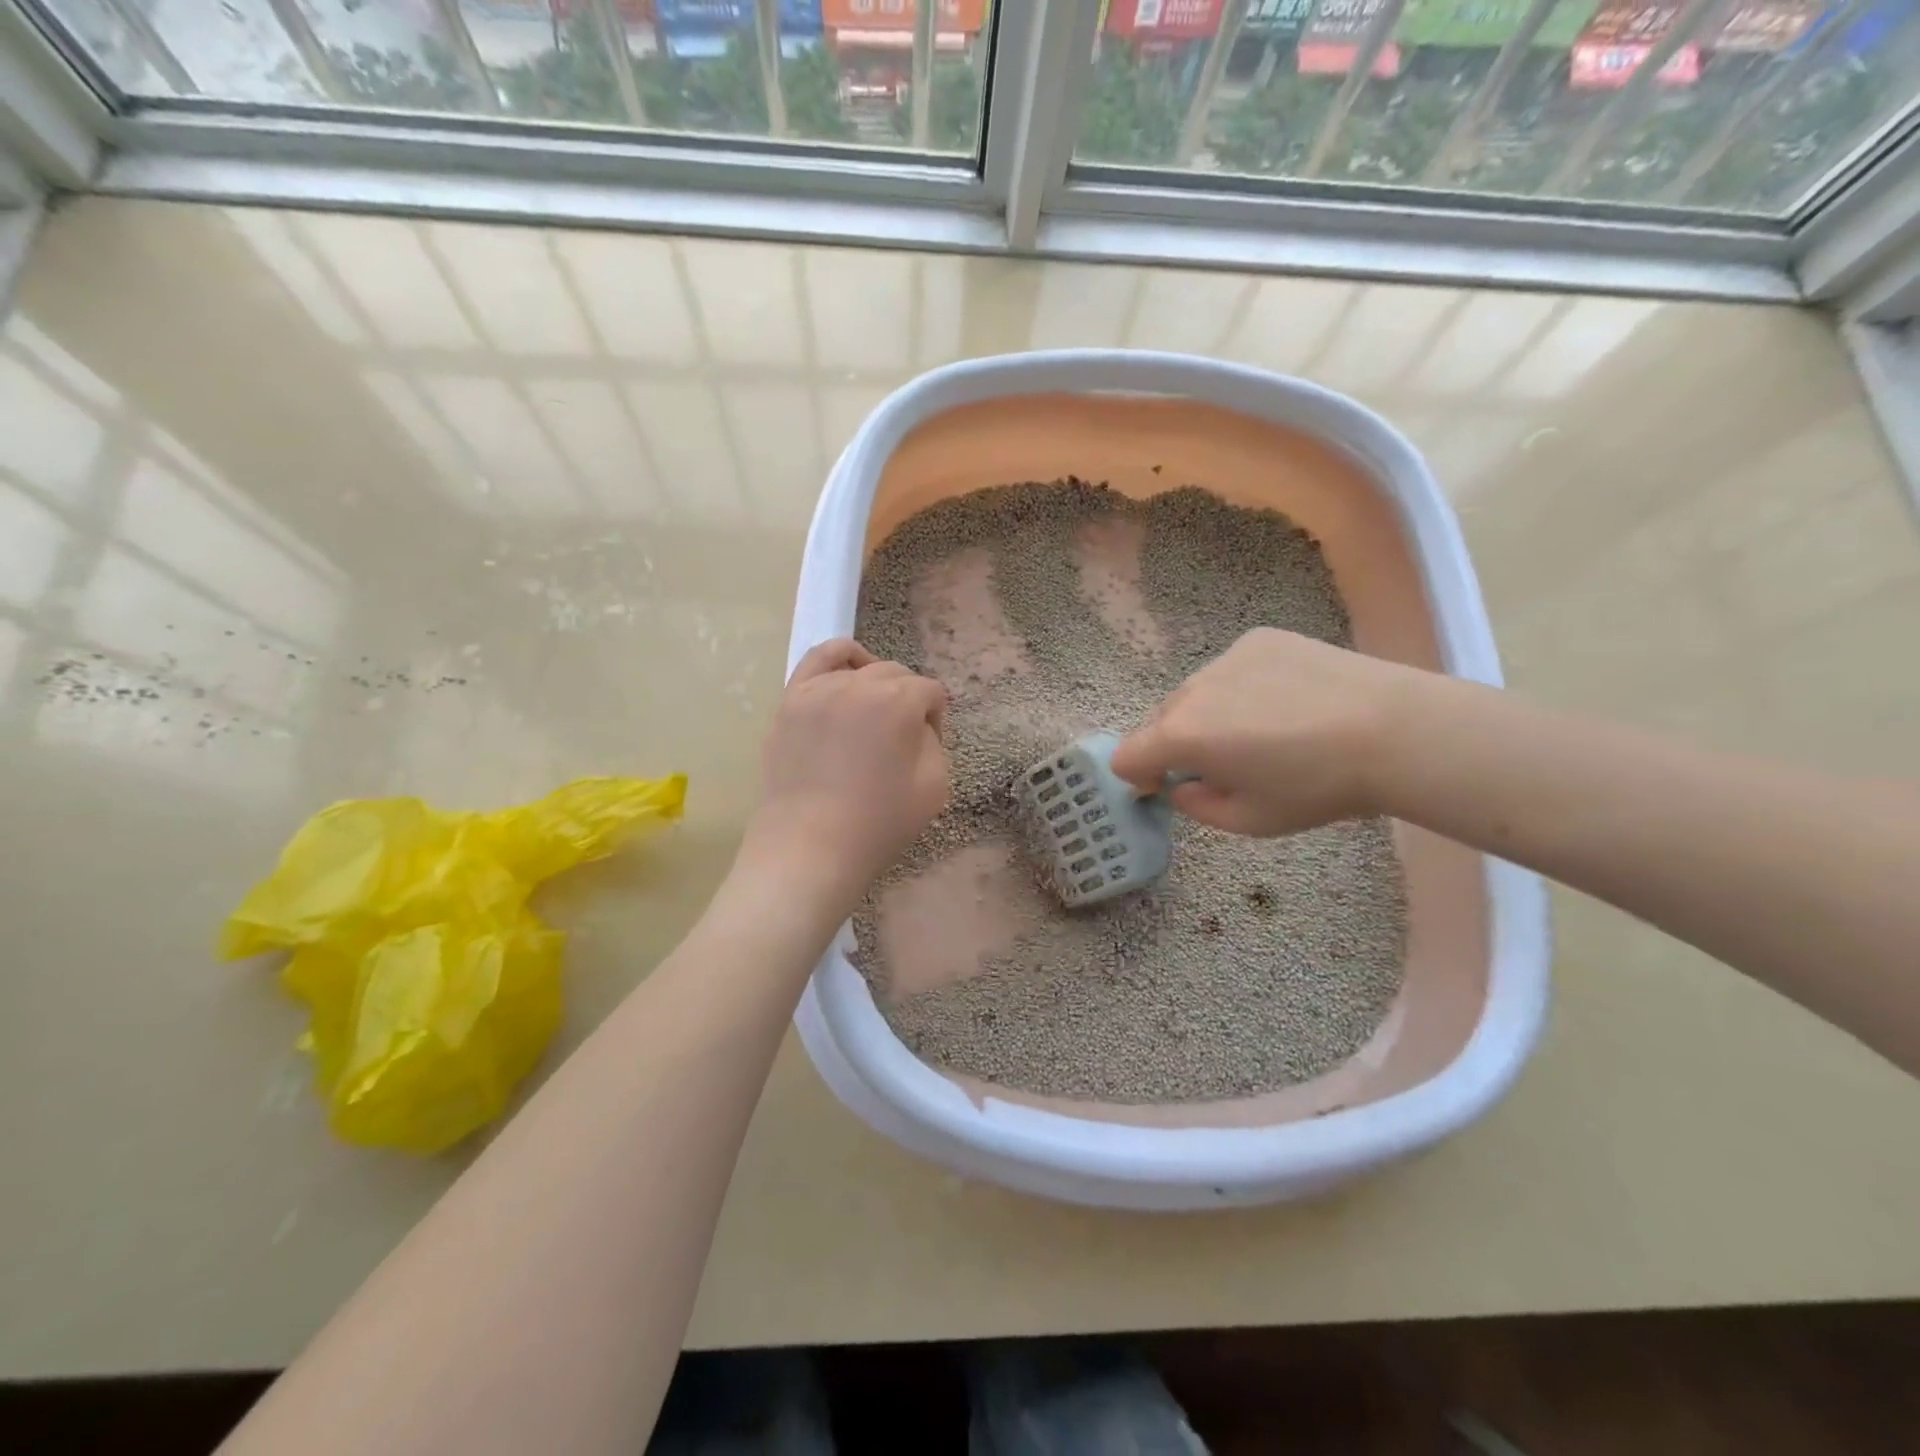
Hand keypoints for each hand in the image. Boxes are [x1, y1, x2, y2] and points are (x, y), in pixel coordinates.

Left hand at [743, 639, 948, 892]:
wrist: (809, 848)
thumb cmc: (878, 823)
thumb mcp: (935, 786)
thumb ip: (934, 742)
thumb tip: (917, 725)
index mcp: (898, 701)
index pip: (930, 692)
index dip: (936, 719)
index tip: (929, 747)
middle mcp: (858, 683)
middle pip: (896, 675)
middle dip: (908, 701)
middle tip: (901, 739)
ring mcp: (818, 688)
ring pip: (859, 666)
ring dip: (876, 683)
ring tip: (874, 710)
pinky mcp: (790, 701)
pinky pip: (817, 660)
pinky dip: (839, 659)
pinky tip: (847, 674)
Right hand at [1110, 627, 1421, 835]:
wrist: (1392, 730)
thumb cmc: (1315, 786)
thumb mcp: (1250, 821)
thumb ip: (1197, 807)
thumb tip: (1183, 786)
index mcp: (1181, 736)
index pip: (1126, 755)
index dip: (1138, 776)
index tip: (1166, 787)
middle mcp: (1191, 689)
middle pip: (1160, 721)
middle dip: (1177, 745)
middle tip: (1225, 764)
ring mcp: (1225, 658)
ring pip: (1197, 693)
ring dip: (1210, 714)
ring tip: (1265, 729)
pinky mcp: (1259, 639)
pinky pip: (1231, 669)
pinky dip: (1241, 688)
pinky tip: (1287, 701)